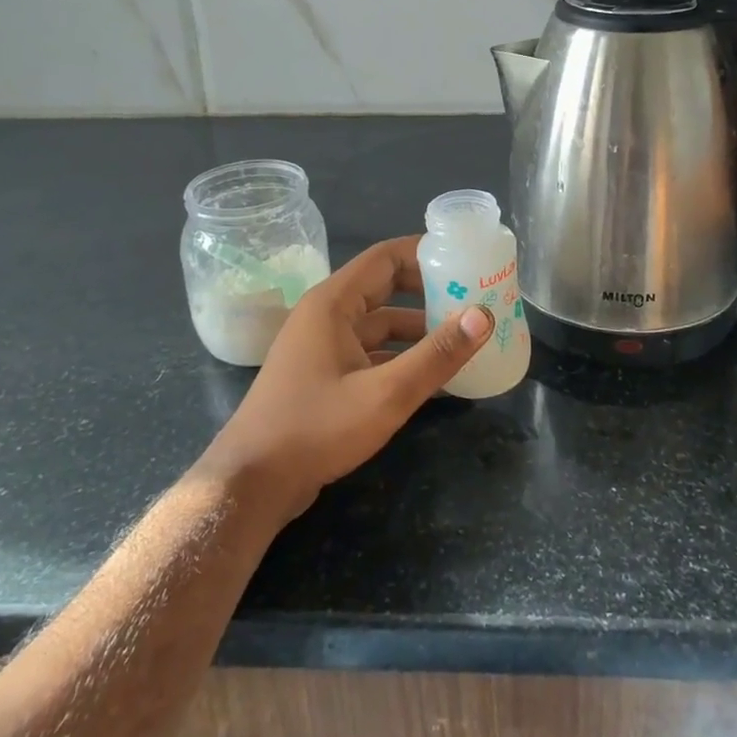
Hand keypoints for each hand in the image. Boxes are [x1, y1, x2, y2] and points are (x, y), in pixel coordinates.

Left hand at [198, 236, 492, 523]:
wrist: (252, 483)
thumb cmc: (316, 428)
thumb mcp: (385, 393)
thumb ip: (436, 355)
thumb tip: (484, 315)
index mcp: (333, 302)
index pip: (385, 257)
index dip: (425, 252)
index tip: (465, 258)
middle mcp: (326, 315)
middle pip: (385, 287)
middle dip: (428, 291)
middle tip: (473, 297)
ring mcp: (322, 346)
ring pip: (379, 325)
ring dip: (418, 329)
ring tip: (462, 338)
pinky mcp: (323, 375)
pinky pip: (370, 352)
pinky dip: (400, 357)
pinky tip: (432, 377)